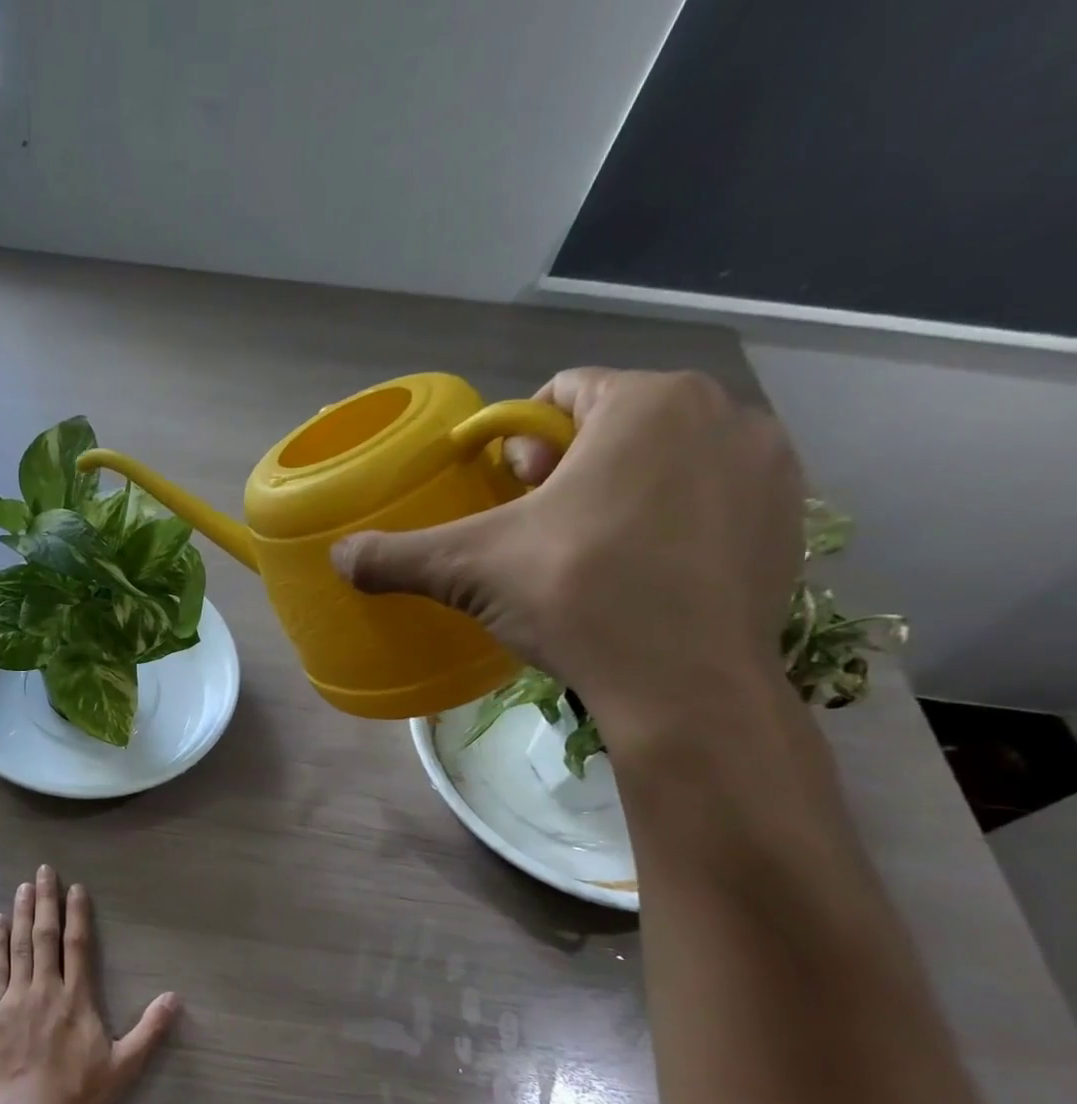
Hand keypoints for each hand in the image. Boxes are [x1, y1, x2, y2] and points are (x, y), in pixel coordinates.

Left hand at [0, 866, 178, 1103]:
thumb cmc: (77, 1095)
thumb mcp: (124, 1067)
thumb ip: (149, 1031)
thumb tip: (174, 998)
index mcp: (77, 997)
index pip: (78, 944)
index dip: (77, 913)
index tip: (75, 888)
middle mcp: (46, 988)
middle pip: (46, 935)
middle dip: (47, 900)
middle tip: (44, 870)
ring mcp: (16, 997)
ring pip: (20, 945)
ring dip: (23, 913)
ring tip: (24, 886)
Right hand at [332, 369, 803, 735]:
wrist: (686, 686)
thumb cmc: (576, 596)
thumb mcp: (469, 569)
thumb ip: (397, 554)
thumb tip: (338, 556)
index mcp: (647, 402)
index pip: (562, 394)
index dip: (518, 444)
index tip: (505, 496)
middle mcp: (722, 414)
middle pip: (614, 427)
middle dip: (568, 470)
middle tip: (538, 533)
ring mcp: (769, 467)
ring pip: (665, 463)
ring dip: (619, 495)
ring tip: (587, 559)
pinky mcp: (789, 523)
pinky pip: (709, 502)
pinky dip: (670, 526)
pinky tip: (642, 579)